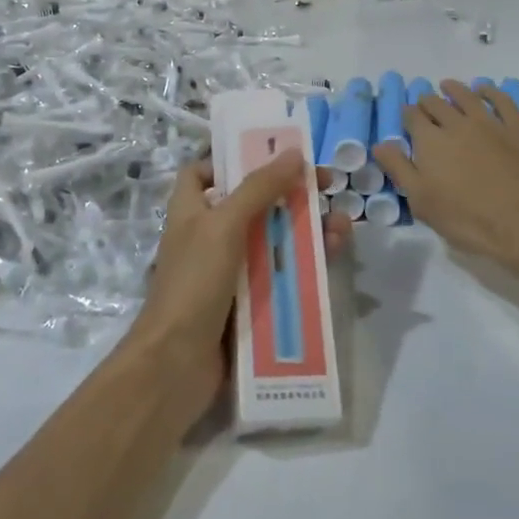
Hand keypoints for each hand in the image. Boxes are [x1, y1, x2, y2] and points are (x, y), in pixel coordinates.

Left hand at [130, 153, 351, 424]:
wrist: (177, 364)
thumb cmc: (194, 283)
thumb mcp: (224, 226)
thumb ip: (258, 188)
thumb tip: (294, 153)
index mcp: (191, 212)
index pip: (202, 173)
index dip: (231, 161)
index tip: (271, 154)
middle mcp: (208, 237)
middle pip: (253, 204)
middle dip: (290, 194)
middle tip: (328, 187)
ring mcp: (229, 272)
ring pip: (274, 240)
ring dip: (308, 229)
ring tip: (342, 226)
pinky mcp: (249, 302)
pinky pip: (281, 275)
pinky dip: (305, 264)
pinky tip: (334, 256)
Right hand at [374, 79, 518, 276]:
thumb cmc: (468, 219)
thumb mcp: (422, 201)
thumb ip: (399, 169)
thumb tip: (380, 144)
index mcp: (430, 141)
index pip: (412, 118)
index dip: (407, 116)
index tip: (406, 119)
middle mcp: (457, 123)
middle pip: (437, 104)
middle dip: (427, 102)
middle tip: (425, 105)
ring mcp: (491, 122)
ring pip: (467, 96)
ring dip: (454, 89)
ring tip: (448, 86)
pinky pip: (502, 100)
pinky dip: (490, 91)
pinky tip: (485, 90)